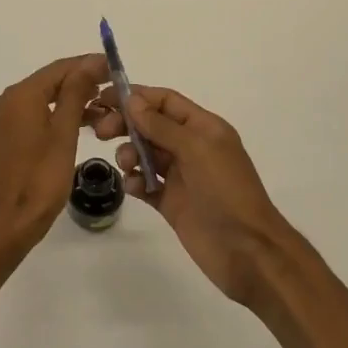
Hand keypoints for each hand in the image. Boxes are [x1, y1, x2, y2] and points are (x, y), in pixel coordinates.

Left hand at [0, 54, 107, 254]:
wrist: (7, 224)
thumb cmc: (40, 180)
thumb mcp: (64, 134)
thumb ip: (76, 93)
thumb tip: (91, 62)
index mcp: (20, 96)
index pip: (59, 68)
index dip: (88, 65)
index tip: (115, 68)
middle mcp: (6, 101)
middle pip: (49, 81)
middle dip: (82, 82)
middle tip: (114, 89)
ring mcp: (2, 120)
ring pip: (42, 99)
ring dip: (71, 100)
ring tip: (104, 108)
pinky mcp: (4, 137)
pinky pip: (34, 115)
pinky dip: (56, 115)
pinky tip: (80, 124)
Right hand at [90, 85, 300, 305]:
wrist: (246, 250)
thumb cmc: (226, 191)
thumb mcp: (197, 150)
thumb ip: (162, 125)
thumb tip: (132, 100)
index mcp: (203, 128)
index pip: (165, 101)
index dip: (136, 97)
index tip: (104, 98)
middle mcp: (191, 147)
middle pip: (150, 125)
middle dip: (125, 124)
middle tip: (101, 132)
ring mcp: (180, 176)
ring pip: (144, 153)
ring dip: (129, 153)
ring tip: (127, 166)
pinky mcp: (170, 202)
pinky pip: (145, 183)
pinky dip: (135, 181)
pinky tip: (134, 187)